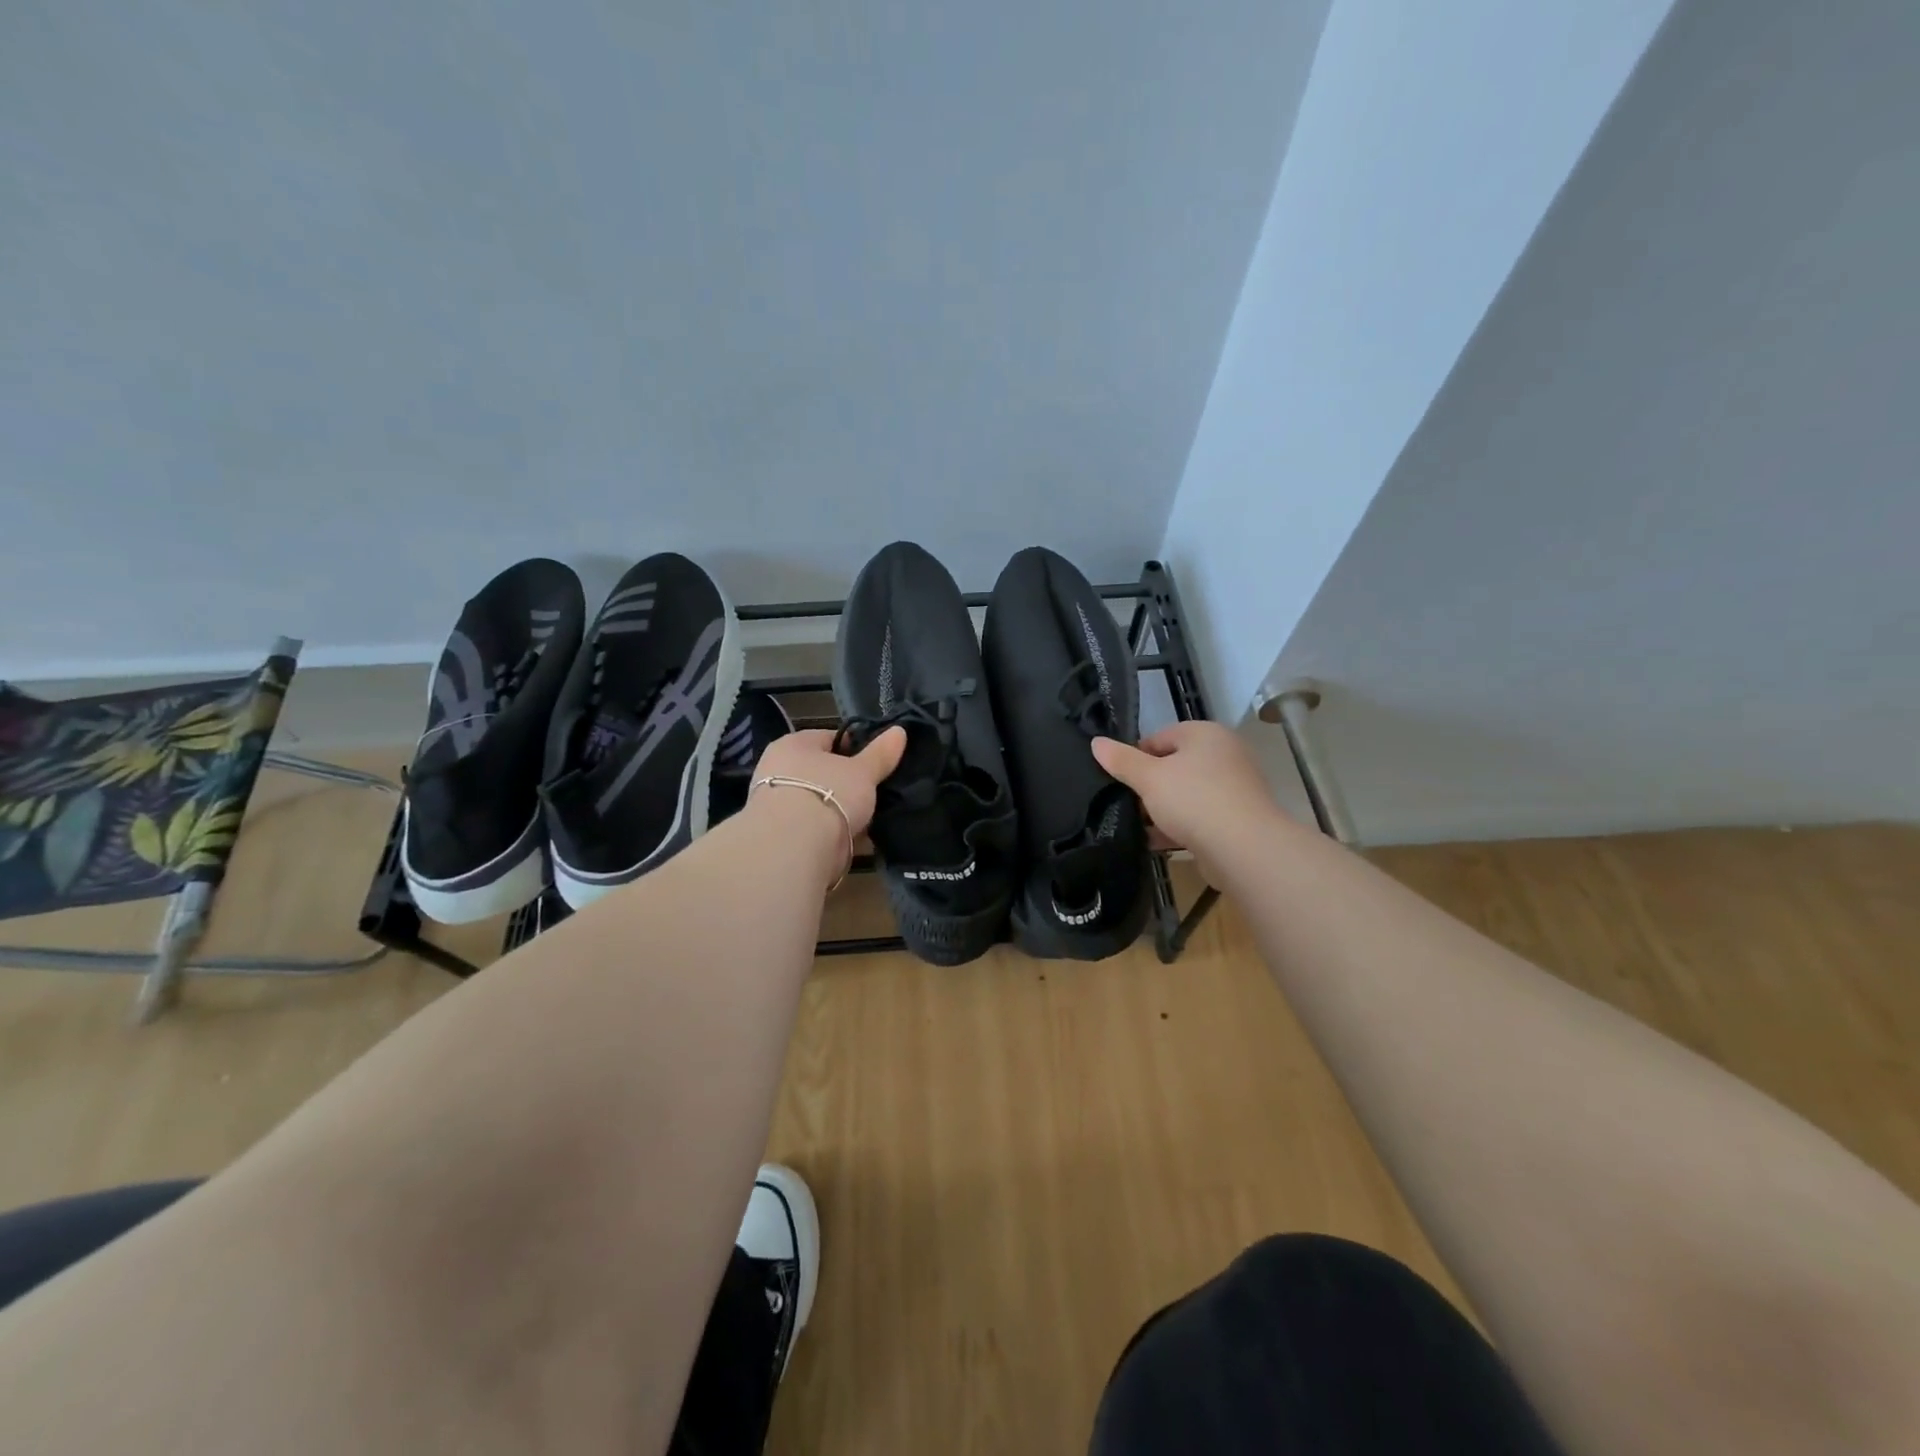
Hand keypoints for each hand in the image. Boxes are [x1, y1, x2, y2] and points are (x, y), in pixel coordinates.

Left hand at [750, 726, 905, 839]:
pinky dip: (838, 835)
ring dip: (845, 812)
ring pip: (823, 803)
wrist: (795, 849)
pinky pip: (819, 829)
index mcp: (792, 745)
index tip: (879, 761)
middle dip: (851, 784)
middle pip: (825, 773)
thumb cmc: (828, 793)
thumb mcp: (863, 771)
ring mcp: (778, 806)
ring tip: (876, 817)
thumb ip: (881, 753)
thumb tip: (899, 731)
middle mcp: (778, 771)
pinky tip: (862, 840)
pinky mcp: (784, 837)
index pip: (829, 738)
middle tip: (880, 791)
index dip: (857, 748)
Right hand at [1092, 721, 1281, 879]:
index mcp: (1205, 734)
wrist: (1244, 848)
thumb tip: (1096, 742)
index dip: (1136, 758)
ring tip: (1138, 826)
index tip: (1121, 780)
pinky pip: (1200, 817)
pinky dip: (1179, 827)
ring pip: (1187, 794)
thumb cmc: (1193, 800)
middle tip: (1129, 804)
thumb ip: (1121, 760)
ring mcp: (1234, 787)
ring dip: (1162, 810)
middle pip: (1174, 766)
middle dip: (1150, 786)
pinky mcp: (1237, 818)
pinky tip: (1156, 842)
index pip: (1160, 737)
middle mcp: (1224, 754)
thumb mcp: (1148, 778)